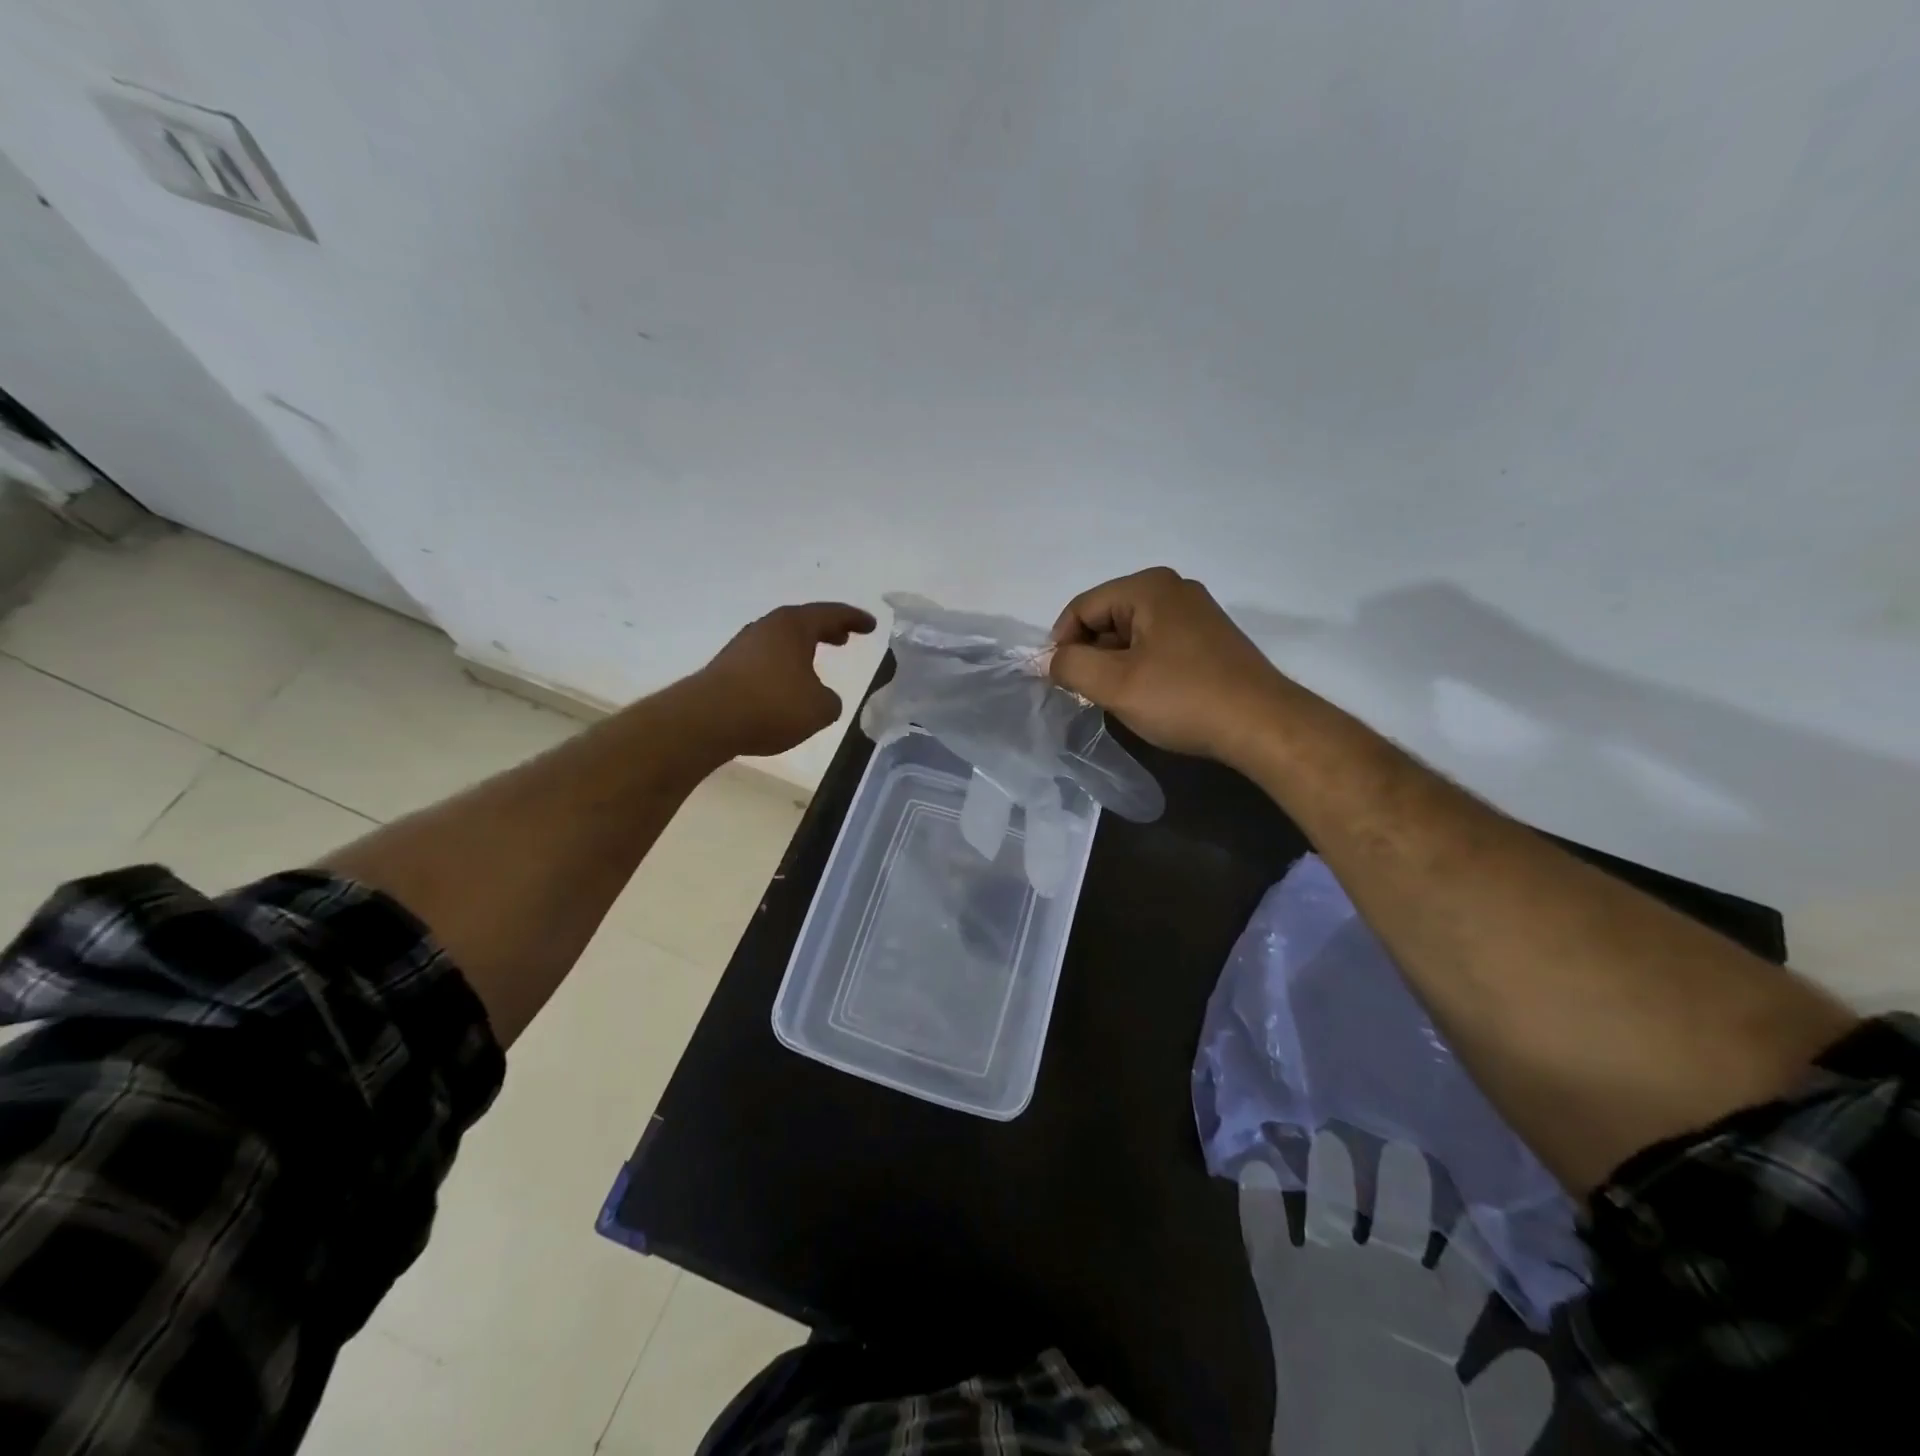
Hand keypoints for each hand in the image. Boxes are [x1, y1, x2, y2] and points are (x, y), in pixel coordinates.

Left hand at [691, 602, 875, 757]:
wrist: (707, 719)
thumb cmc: (772, 705)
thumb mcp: (819, 708)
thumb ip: (830, 700)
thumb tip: (822, 697)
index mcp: (794, 626)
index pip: (831, 614)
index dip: (854, 619)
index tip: (870, 625)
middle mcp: (767, 627)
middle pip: (803, 622)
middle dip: (827, 629)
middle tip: (844, 637)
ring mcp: (744, 645)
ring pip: (782, 640)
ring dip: (802, 647)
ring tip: (817, 660)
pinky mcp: (728, 666)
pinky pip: (766, 658)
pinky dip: (783, 664)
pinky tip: (787, 683)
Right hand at [1049, 567, 1295, 764]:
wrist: (1261, 725)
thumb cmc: (1183, 698)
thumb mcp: (1114, 684)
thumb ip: (1070, 666)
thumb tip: (1052, 660)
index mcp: (1149, 587)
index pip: (1082, 607)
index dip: (1061, 643)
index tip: (1057, 680)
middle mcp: (1173, 589)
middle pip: (1107, 617)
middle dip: (1090, 654)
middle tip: (1087, 693)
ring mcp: (1196, 613)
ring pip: (1132, 633)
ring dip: (1114, 664)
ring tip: (1117, 698)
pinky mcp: (1210, 639)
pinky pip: (1157, 644)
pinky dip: (1141, 666)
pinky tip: (1147, 696)